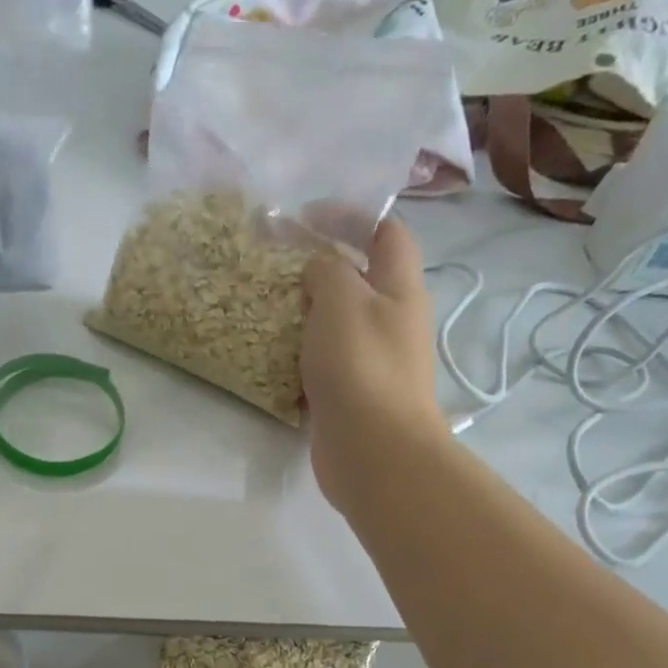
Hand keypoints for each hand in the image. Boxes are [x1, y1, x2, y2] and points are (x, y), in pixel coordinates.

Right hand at [300, 218, 449, 511]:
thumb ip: (328, 271)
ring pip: (338, 324)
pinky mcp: (351, 395)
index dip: (351, 216)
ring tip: (267, 307)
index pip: (387, 233)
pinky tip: (273, 354)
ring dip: (306, 313)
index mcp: (400, 289)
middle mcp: (391, 321)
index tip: (305, 217)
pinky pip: (323, 362)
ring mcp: (372, 362)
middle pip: (359, 279)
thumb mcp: (343, 301)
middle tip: (276, 266)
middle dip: (320, 267)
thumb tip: (319, 270)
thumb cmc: (361, 367)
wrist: (374, 452)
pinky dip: (300, 354)